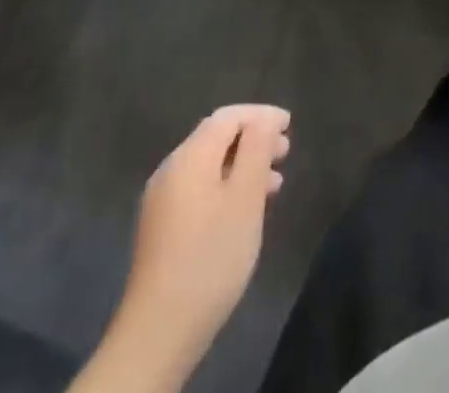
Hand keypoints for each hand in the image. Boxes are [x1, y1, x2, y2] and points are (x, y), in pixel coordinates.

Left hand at [117, 104, 291, 381]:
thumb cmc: (211, 257)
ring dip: (242, 165)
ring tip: (274, 184)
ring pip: (209, 165)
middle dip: (253, 139)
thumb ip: (257, 148)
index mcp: (189, 156)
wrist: (158, 333)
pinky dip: (225, 186)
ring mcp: (161, 201)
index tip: (290, 125)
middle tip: (285, 152)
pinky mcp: (160, 228)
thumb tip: (265, 119)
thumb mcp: (245, 198)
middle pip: (216, 138)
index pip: (228, 116)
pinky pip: (198, 189)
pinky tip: (244, 210)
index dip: (261, 115)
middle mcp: (171, 169)